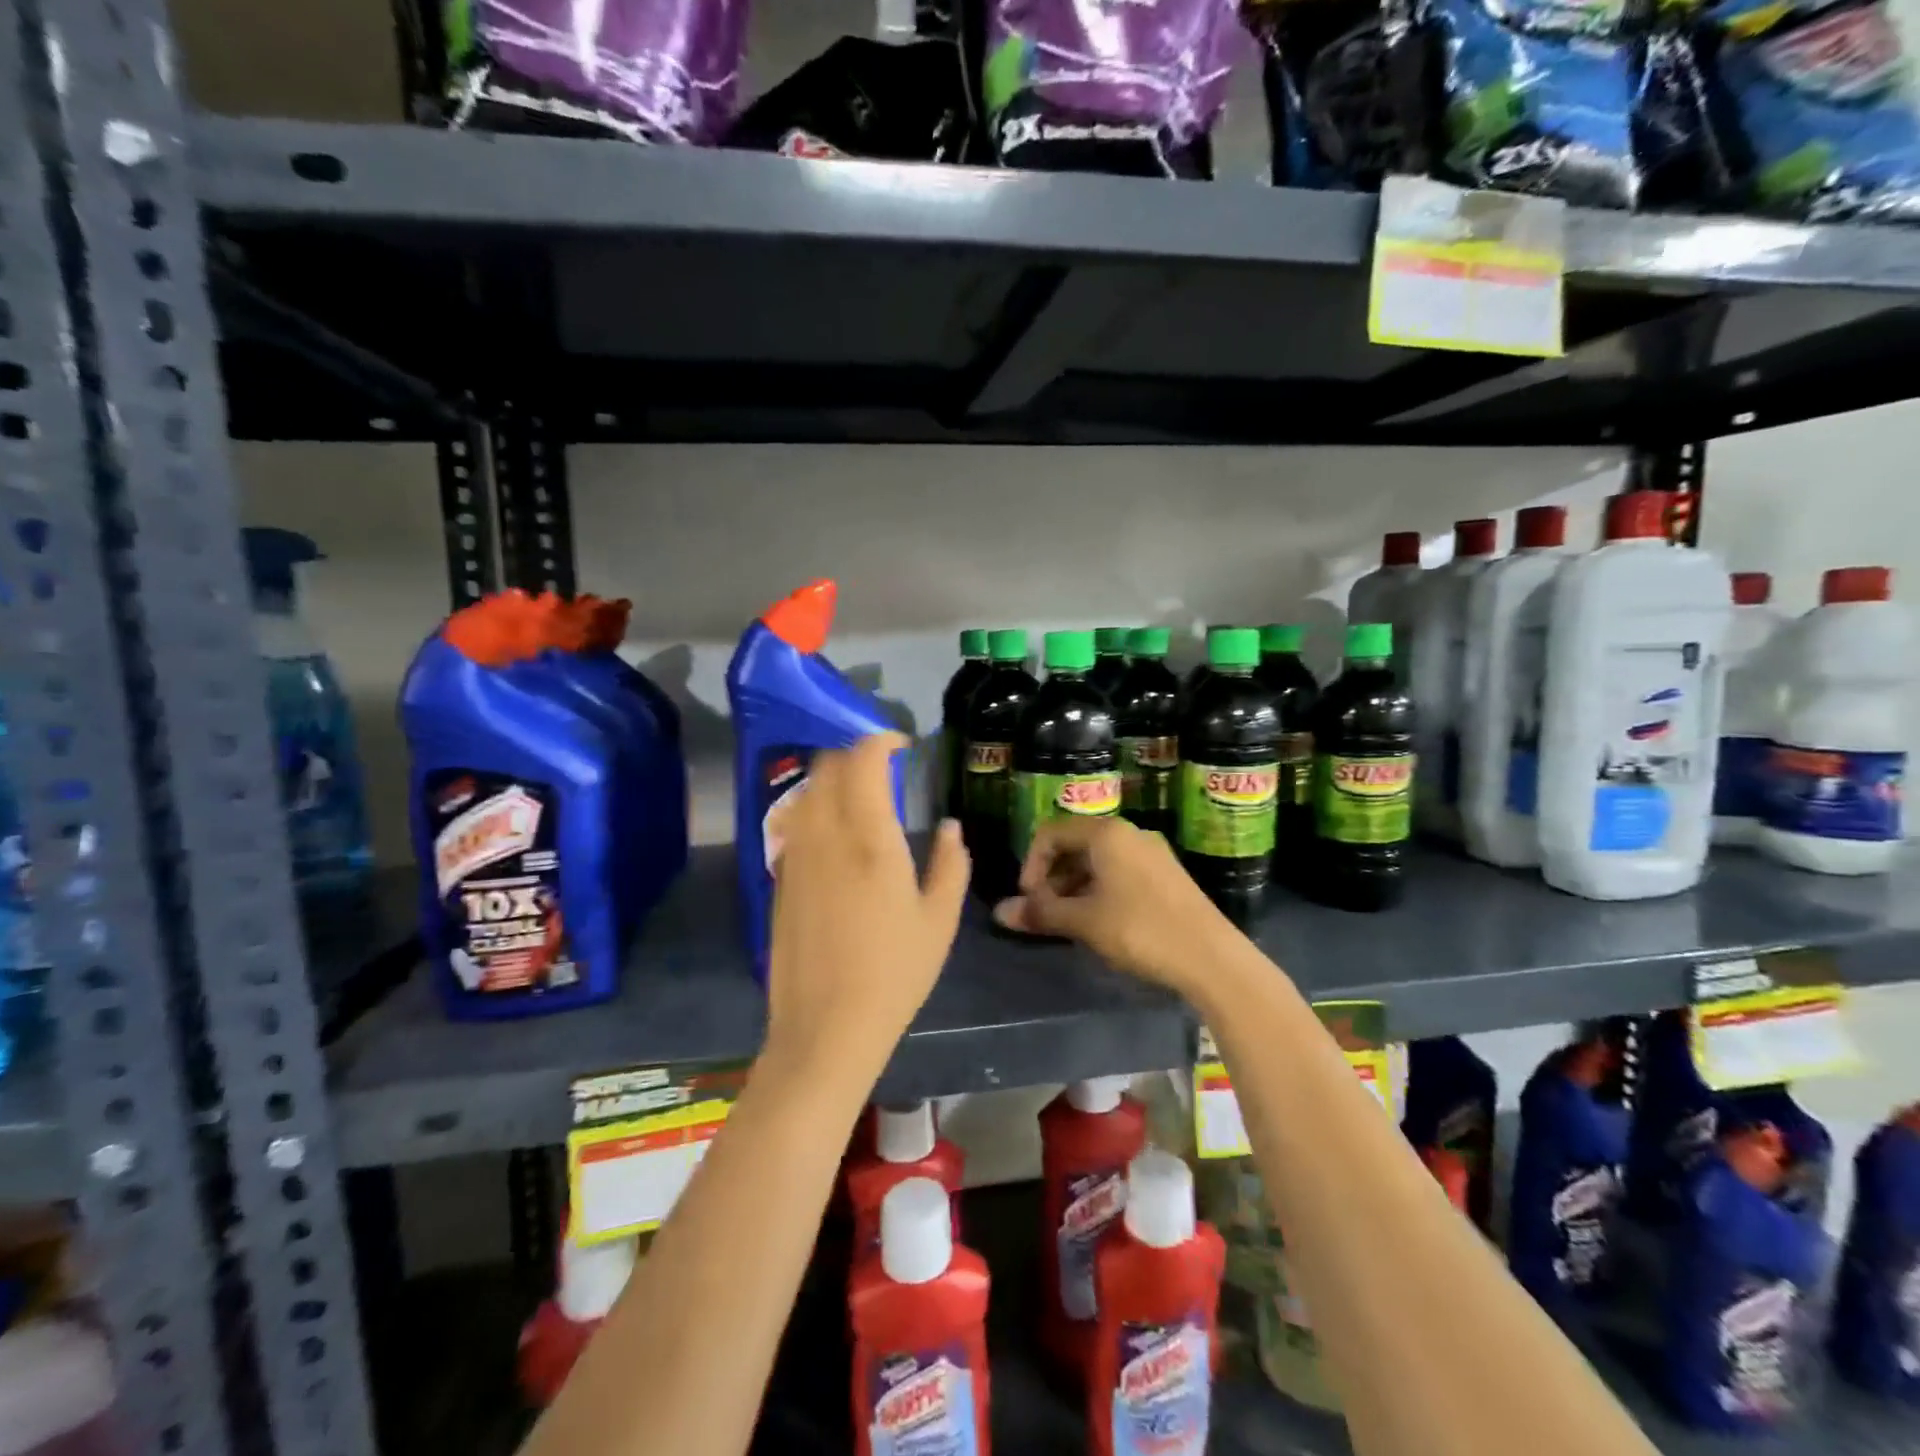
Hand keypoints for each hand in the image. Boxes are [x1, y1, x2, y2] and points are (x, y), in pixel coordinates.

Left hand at [764, 734, 968, 1082]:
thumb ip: (950, 863)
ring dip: (832, 779)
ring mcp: (796, 855)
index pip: (863, 759)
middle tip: (882, 768)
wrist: (825, 1026)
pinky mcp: (779, 878)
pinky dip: (815, 809)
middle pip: (827, 765)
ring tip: (859, 797)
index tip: (902, 745)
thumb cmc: (894, 973)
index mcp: (870, 837)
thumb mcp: (939, 919)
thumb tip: (949, 827)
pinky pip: (795, 823)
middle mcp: (825, 834)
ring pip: (806, 791)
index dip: (881, 740)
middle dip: (854, 753)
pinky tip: (835, 836)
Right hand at [992, 816, 1240, 998]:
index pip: (1051, 833)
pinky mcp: (1165, 875)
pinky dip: (1098, 890)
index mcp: (1106, 833)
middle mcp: (1128, 833)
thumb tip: (999, 912)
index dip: (1031, 864)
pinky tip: (1099, 922)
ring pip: (1097, 860)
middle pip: (1074, 844)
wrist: (1212, 958)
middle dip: (1052, 877)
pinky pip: (1119, 872)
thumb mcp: (1084, 922)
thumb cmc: (1140, 930)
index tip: (1030, 900)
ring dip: (1073, 886)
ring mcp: (1150, 853)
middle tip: (1046, 913)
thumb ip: (1040, 913)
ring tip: (1069, 922)